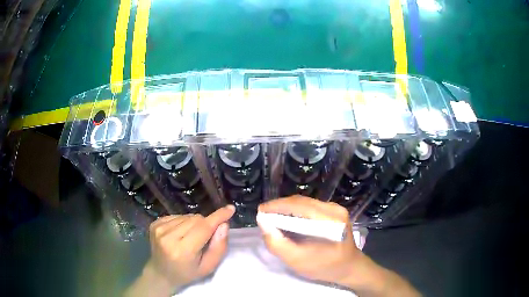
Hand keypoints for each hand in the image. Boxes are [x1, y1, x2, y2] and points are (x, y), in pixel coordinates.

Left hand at [134, 205, 234, 294]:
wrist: (161, 273)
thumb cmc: (187, 273)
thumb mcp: (208, 267)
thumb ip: (219, 247)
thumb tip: (223, 224)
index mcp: (182, 251)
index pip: (203, 228)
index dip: (218, 217)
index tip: (230, 209)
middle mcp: (168, 237)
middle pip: (196, 219)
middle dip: (206, 224)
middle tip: (205, 238)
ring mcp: (159, 229)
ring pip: (187, 216)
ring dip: (194, 224)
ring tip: (191, 238)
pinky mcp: (155, 223)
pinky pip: (177, 216)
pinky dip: (184, 222)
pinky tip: (181, 234)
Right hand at [257, 196, 419, 296]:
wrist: (349, 267)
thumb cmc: (325, 267)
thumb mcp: (298, 261)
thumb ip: (278, 244)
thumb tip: (263, 223)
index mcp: (330, 221)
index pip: (299, 206)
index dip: (277, 206)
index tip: (260, 211)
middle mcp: (335, 209)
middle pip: (302, 201)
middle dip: (280, 206)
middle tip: (264, 214)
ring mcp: (336, 209)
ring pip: (305, 203)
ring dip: (287, 208)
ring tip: (273, 216)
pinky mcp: (335, 212)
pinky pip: (311, 207)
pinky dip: (296, 211)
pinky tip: (288, 219)